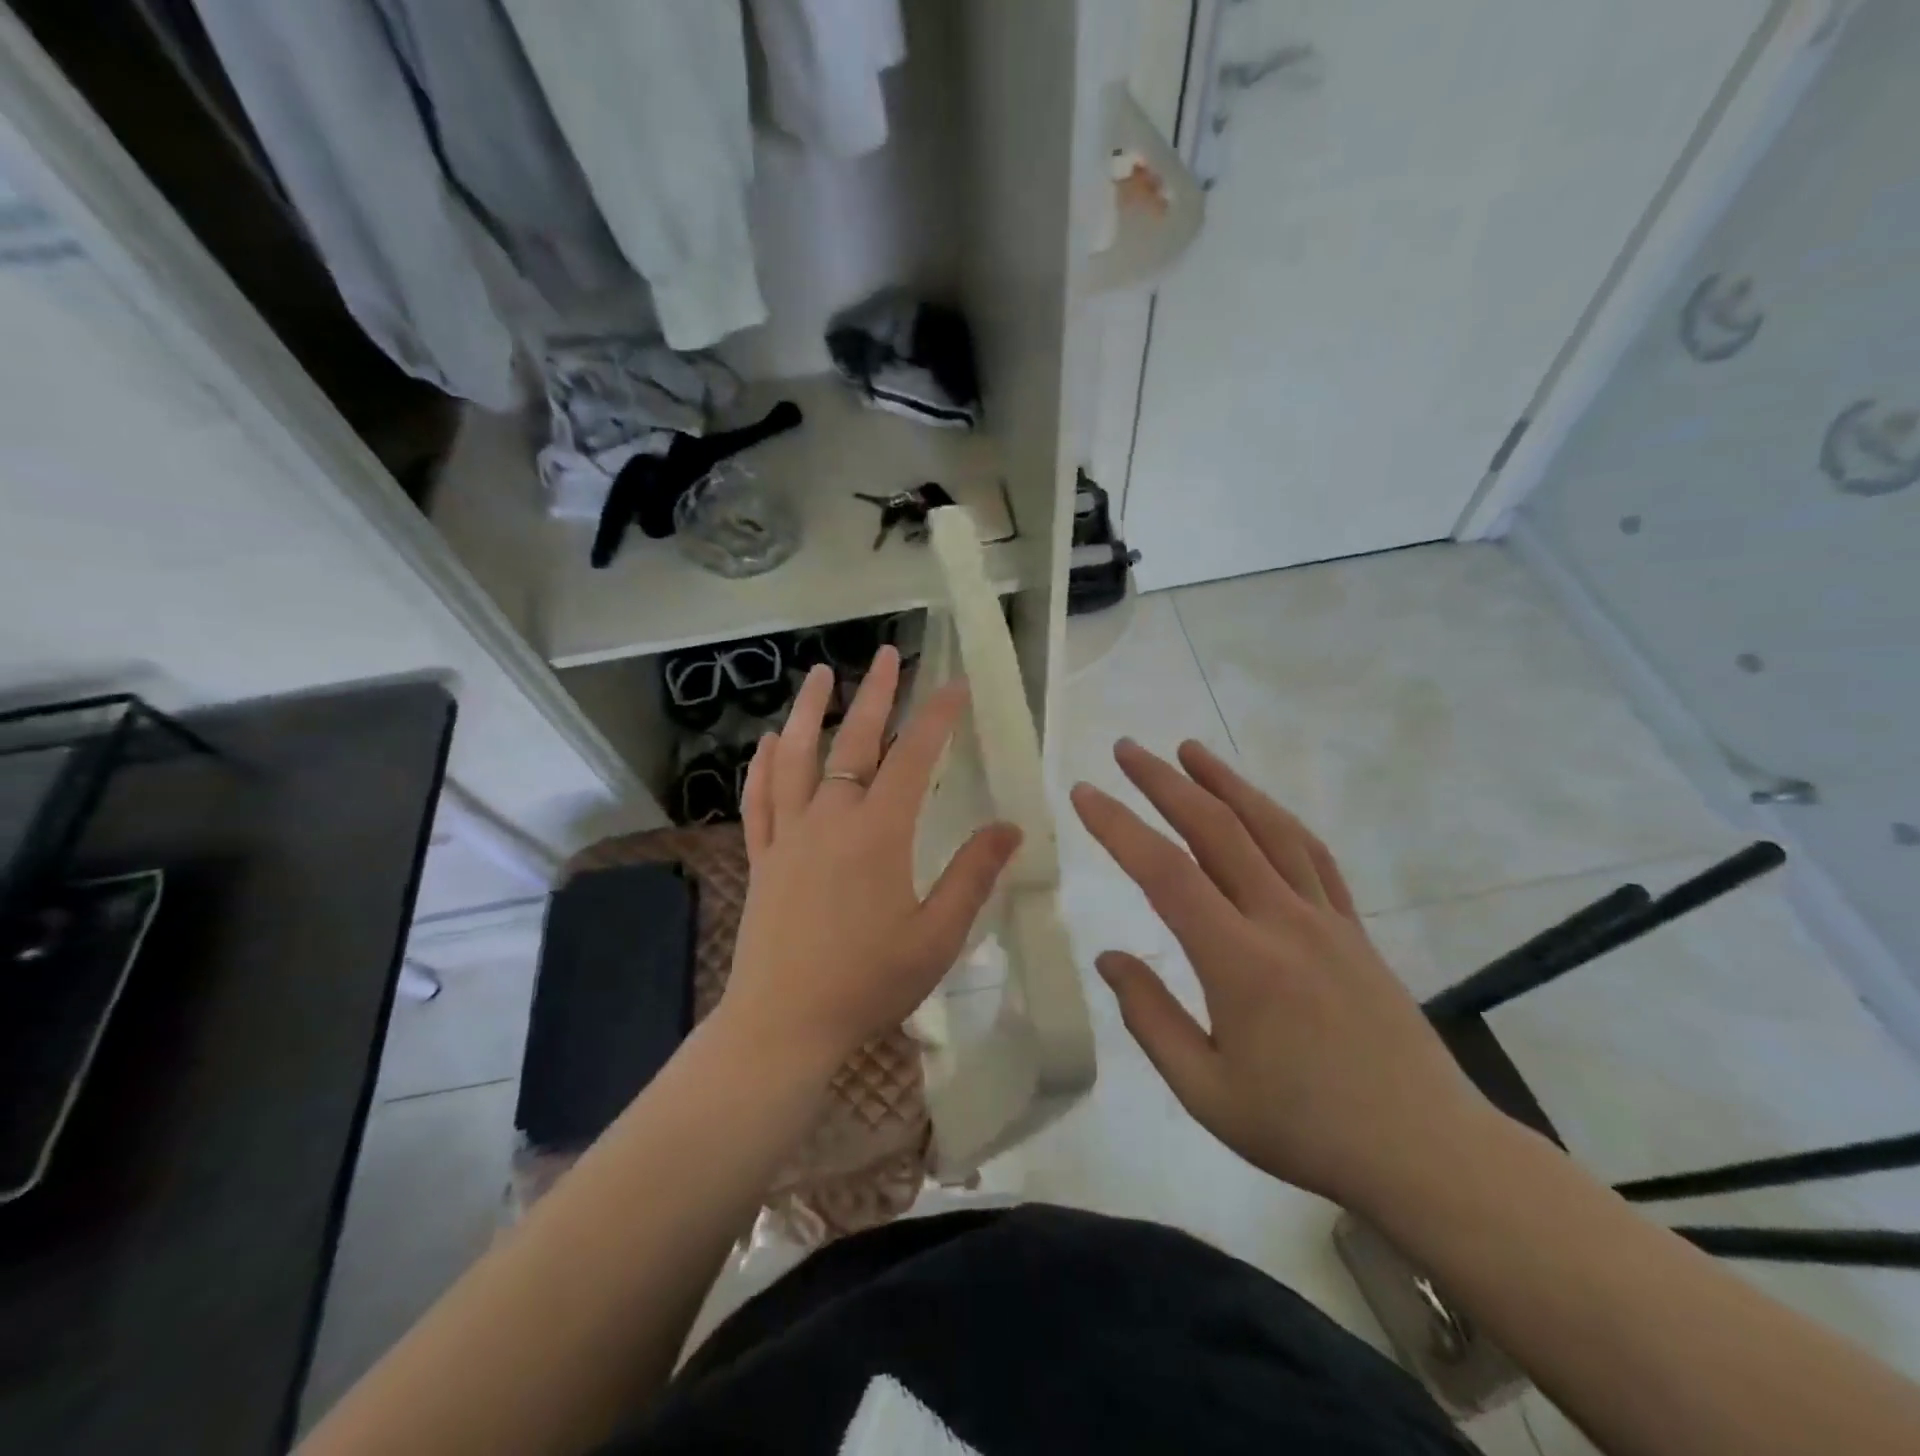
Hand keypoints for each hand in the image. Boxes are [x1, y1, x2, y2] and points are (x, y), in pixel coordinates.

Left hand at [721, 646, 1022, 1073]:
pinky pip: (759, 799)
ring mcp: (788, 836)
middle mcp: (830, 820)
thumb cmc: (867, 983)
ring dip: (809, 711)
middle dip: (876, 695)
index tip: (957, 684)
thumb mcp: (937, 936)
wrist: (784, 1024)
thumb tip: (1010, 827)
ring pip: (796, 758)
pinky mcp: (762, 858)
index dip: (938, 717)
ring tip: (820, 675)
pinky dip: (763, 765)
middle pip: (854, 743)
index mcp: (878, 835)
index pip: (913, 758)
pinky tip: (767, 742)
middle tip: (889, 655)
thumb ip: (973, 875)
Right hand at [1069, 739, 1496, 1212]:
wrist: (1427, 1153)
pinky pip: (1312, 854)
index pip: (1166, 873)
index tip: (1084, 794)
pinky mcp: (1354, 927)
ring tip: (1189, 749)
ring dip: (1224, 782)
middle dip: (1164, 782)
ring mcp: (1325, 918)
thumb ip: (1151, 1019)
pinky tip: (1258, 805)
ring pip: (1269, 828)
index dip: (1119, 826)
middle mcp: (1282, 921)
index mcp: (1239, 962)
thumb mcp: (1207, 1092)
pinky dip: (1277, 818)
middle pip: (1216, 829)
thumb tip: (1110, 958)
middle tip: (1127, 749)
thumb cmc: (1305, 1129)